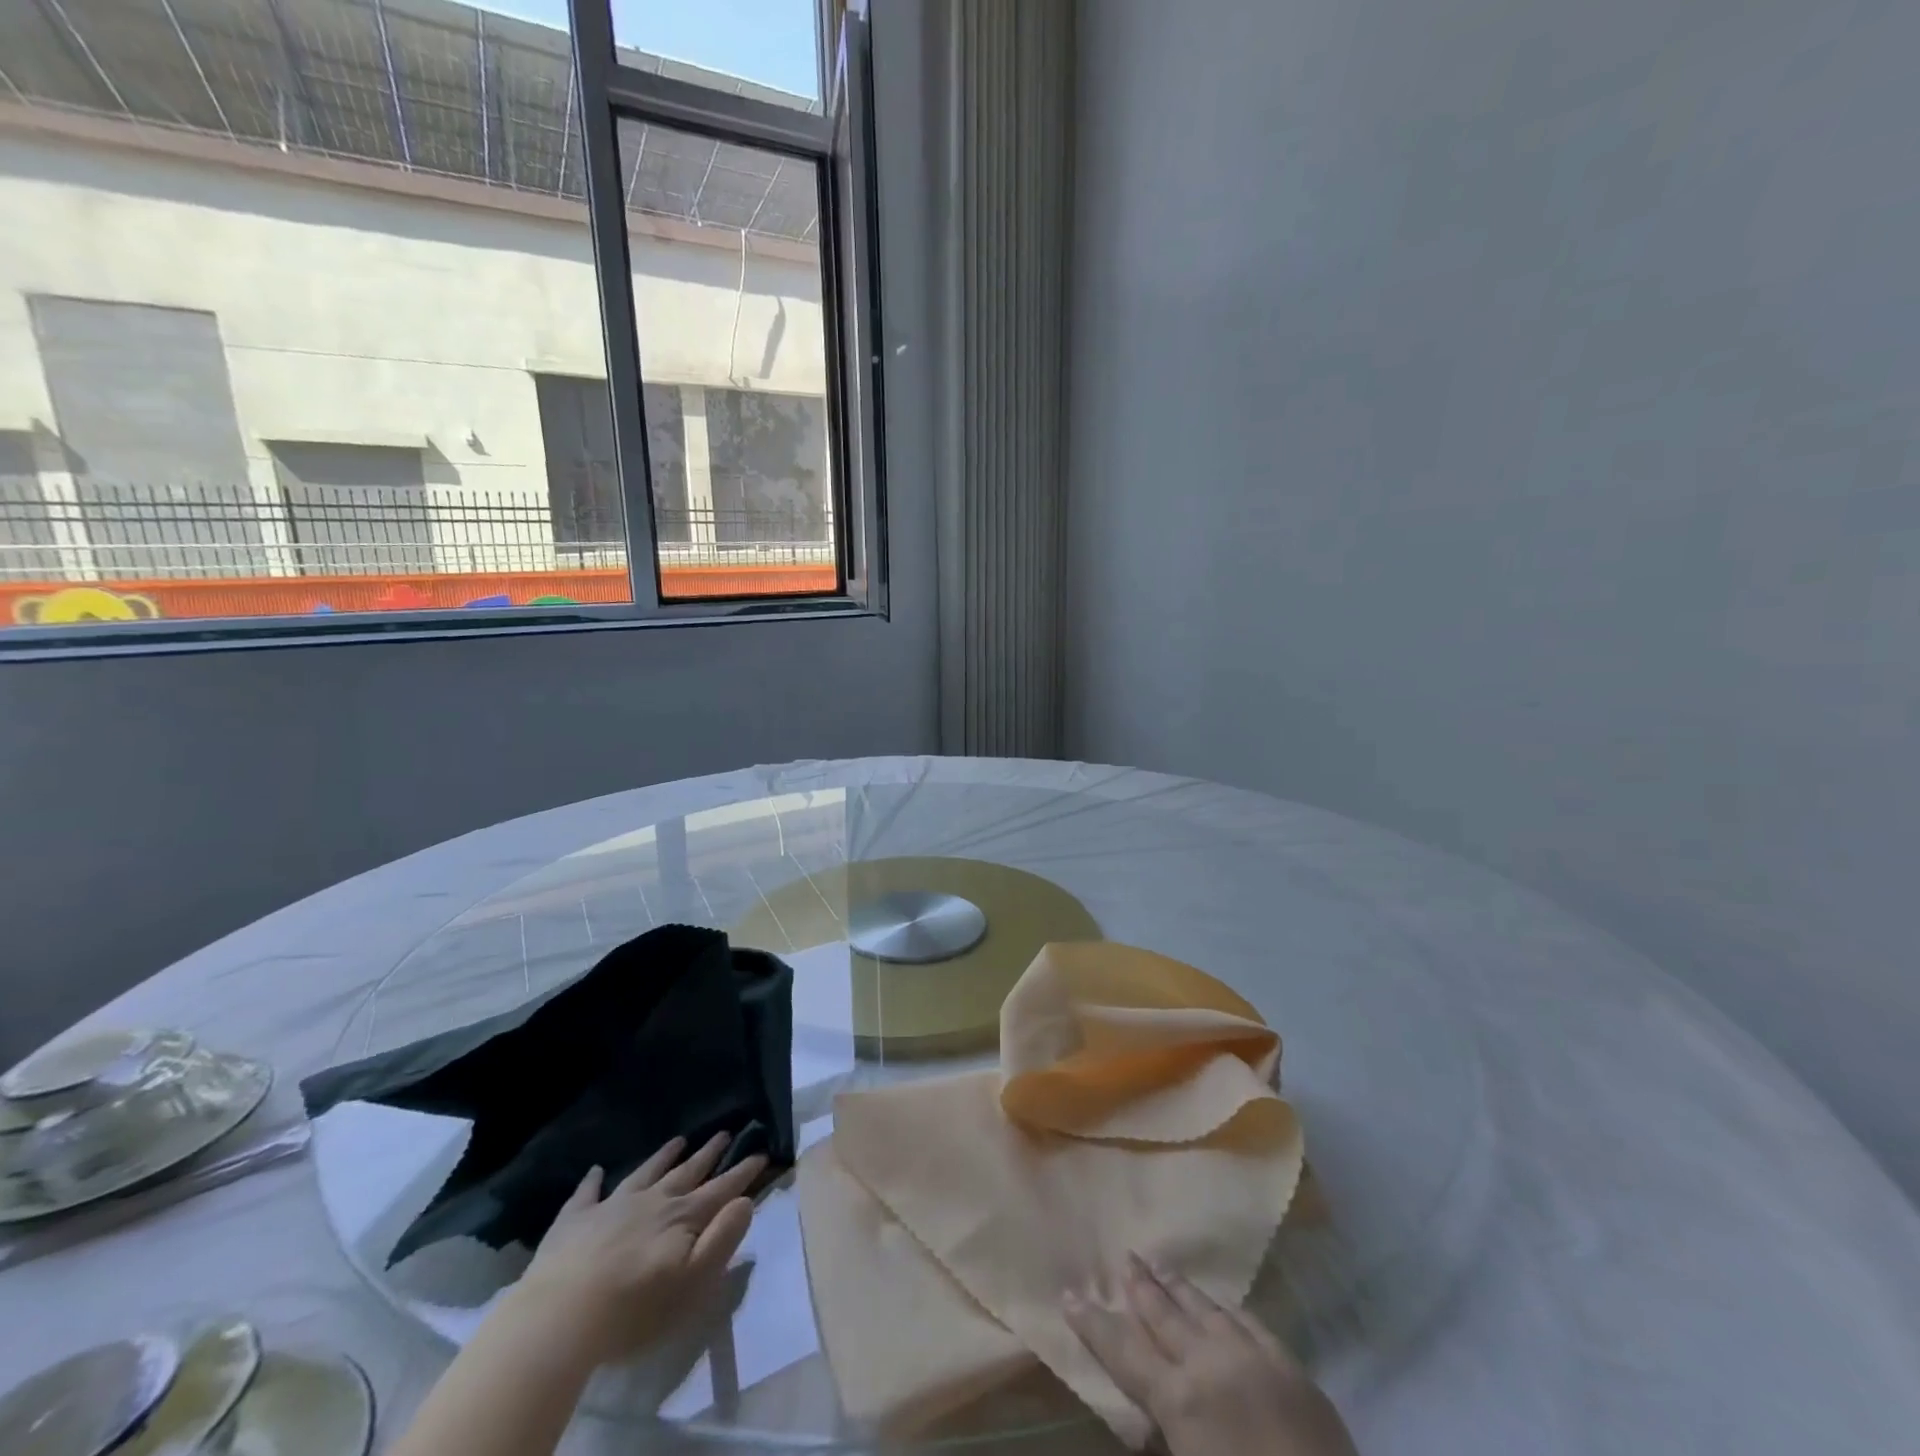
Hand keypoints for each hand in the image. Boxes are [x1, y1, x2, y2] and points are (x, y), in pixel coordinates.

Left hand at [502, 1133, 764, 1370]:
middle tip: (724, 1132)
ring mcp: (612, 1207)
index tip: (761, 1152)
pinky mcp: (574, 1221)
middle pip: (686, 1173)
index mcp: (682, 1218)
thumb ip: (722, 1239)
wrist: (560, 1318)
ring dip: (664, 1156)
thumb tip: (745, 1202)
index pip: (721, 1190)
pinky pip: (587, 1193)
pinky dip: (593, 1180)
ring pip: (645, 1173)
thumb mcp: (693, 1281)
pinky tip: (595, 1170)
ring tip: (679, 1140)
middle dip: (708, 1154)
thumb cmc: (634, 1309)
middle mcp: (652, 1201)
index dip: (742, 1173)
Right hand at [1064, 1253, 1358, 1455]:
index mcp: (1179, 1400)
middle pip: (1163, 1315)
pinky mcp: (1291, 1364)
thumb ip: (1165, 1440)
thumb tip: (1150, 1425)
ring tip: (1160, 1263)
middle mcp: (1208, 1364)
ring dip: (1178, 1287)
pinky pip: (1249, 1322)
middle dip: (1140, 1286)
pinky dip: (1227, 1309)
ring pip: (1204, 1308)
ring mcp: (1252, 1357)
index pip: (1123, 1352)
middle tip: (1125, 1256)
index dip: (1093, 1324)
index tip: (1068, 1294)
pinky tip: (1221, 1303)